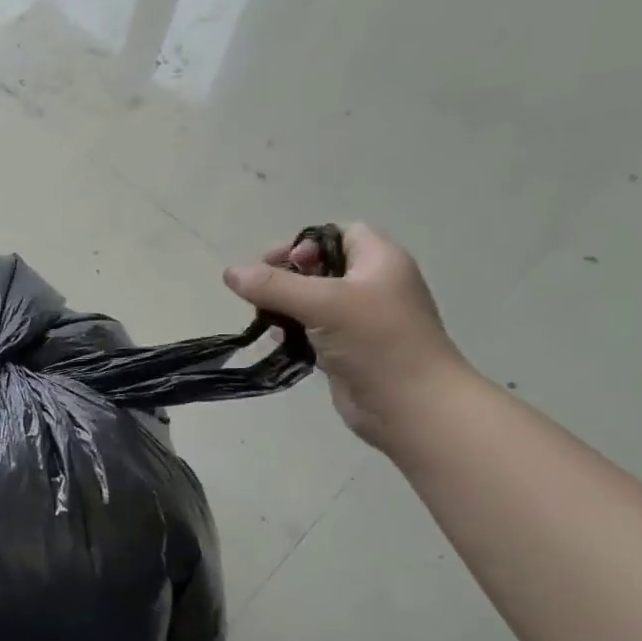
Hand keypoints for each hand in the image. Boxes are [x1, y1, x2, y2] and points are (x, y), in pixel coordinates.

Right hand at [224, 224, 471, 448]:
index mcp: (379, 261)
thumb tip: (230, 272)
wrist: (411, 406)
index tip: (279, 264)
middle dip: (287, 277)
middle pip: (320, 267)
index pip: (339, 233)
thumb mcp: (323, 304)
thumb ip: (274, 286)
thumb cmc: (376, 342)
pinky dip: (291, 332)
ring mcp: (360, 320)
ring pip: (312, 301)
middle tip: (261, 291)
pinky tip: (276, 341)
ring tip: (264, 319)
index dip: (306, 242)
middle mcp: (372, 285)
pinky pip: (312, 330)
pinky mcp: (347, 349)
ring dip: (284, 306)